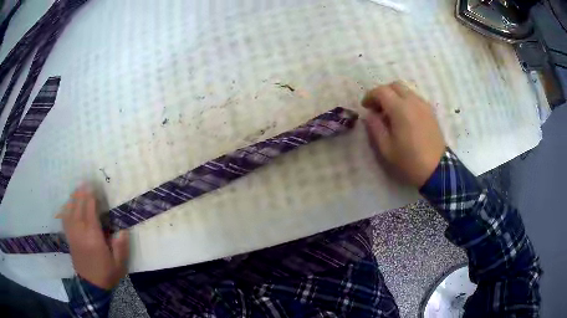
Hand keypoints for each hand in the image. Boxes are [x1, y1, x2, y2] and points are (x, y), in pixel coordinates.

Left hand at [56, 186, 128, 289]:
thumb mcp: (119, 265)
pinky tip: (69, 204)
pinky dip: (66, 208)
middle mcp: (80, 232)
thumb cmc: (106, 274)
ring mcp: (72, 234)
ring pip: (70, 210)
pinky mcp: (69, 238)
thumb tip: (123, 230)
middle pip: (78, 207)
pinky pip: (65, 218)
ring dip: (73, 198)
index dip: (91, 197)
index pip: (90, 211)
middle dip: (82, 193)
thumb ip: (121, 247)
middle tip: (86, 181)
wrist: (91, 286)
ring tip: (78, 188)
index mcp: (93, 238)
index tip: (94, 186)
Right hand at [362, 81, 445, 187]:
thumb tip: (369, 115)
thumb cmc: (409, 160)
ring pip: (406, 90)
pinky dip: (405, 101)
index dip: (370, 96)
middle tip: (377, 107)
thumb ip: (375, 127)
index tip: (365, 106)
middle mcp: (413, 101)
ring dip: (395, 96)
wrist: (436, 169)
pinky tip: (404, 116)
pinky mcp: (430, 111)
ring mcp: (424, 105)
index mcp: (400, 109)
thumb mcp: (386, 148)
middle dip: (383, 93)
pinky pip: (415, 98)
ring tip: (390, 113)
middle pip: (395, 85)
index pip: (381, 91)